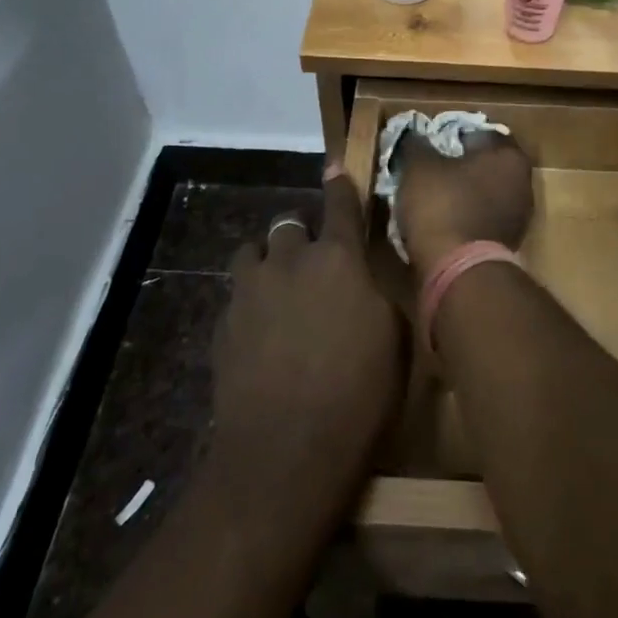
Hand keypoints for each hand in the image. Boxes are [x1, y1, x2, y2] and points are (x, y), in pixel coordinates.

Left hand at [210, 167, 405, 534]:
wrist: (284, 451)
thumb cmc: (358, 394)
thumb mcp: (394, 340)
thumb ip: (379, 294)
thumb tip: (368, 278)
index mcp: (339, 259)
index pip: (340, 205)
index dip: (339, 183)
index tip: (334, 166)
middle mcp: (291, 261)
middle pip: (290, 225)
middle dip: (302, 236)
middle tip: (314, 263)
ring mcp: (250, 291)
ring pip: (254, 252)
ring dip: (268, 261)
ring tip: (278, 288)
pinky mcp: (223, 324)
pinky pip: (237, 295)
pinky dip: (250, 301)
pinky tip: (259, 334)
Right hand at [392, 132, 534, 280]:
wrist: (458, 271)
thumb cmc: (443, 205)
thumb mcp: (419, 166)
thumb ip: (417, 143)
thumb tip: (414, 133)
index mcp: (509, 156)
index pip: (481, 133)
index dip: (453, 135)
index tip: (431, 143)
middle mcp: (523, 182)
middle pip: (485, 164)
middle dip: (460, 164)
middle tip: (430, 168)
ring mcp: (519, 216)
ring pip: (485, 193)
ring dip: (463, 192)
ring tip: (432, 196)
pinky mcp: (509, 243)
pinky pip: (483, 218)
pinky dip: (466, 216)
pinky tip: (443, 221)